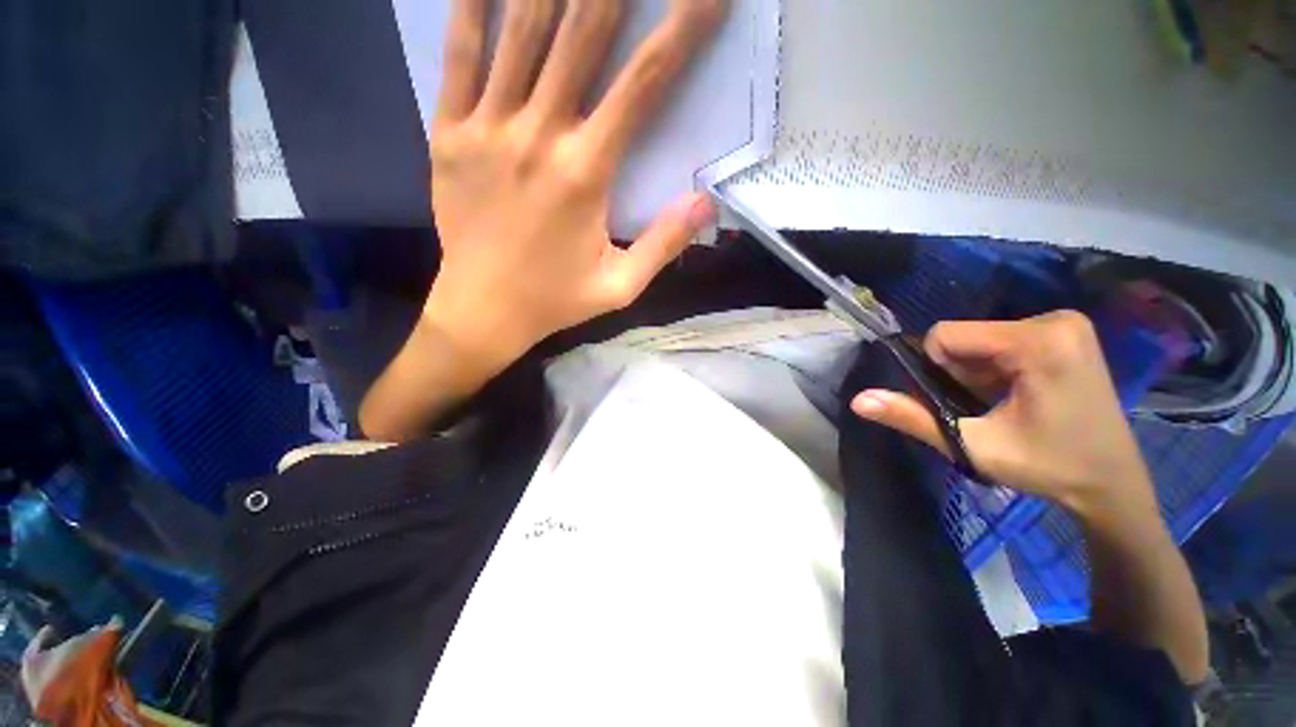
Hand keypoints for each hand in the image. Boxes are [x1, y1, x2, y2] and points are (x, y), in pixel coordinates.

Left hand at [424, 0, 724, 377]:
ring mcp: (487, 129)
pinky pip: (458, 55)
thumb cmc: (556, 300)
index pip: (643, 86)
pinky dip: (471, 7)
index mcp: (586, 174)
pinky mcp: (448, 133)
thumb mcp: (621, 287)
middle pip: (581, 35)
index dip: (680, 31)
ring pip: (520, 31)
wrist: (482, 311)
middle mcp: (539, 136)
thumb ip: (664, 244)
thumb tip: (707, 202)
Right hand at [851, 311, 1156, 515]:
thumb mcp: (973, 446)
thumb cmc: (1048, 467)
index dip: (938, 370)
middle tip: (987, 408)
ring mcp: (1065, 323)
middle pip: (964, 336)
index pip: (946, 335)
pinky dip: (995, 367)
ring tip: (1004, 404)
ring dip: (976, 373)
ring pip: (980, 339)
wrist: (1112, 484)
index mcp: (1038, 340)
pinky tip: (1017, 395)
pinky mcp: (1067, 332)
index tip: (965, 403)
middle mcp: (1054, 319)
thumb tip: (857, 400)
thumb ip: (912, 418)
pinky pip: (1001, 340)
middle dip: (960, 373)